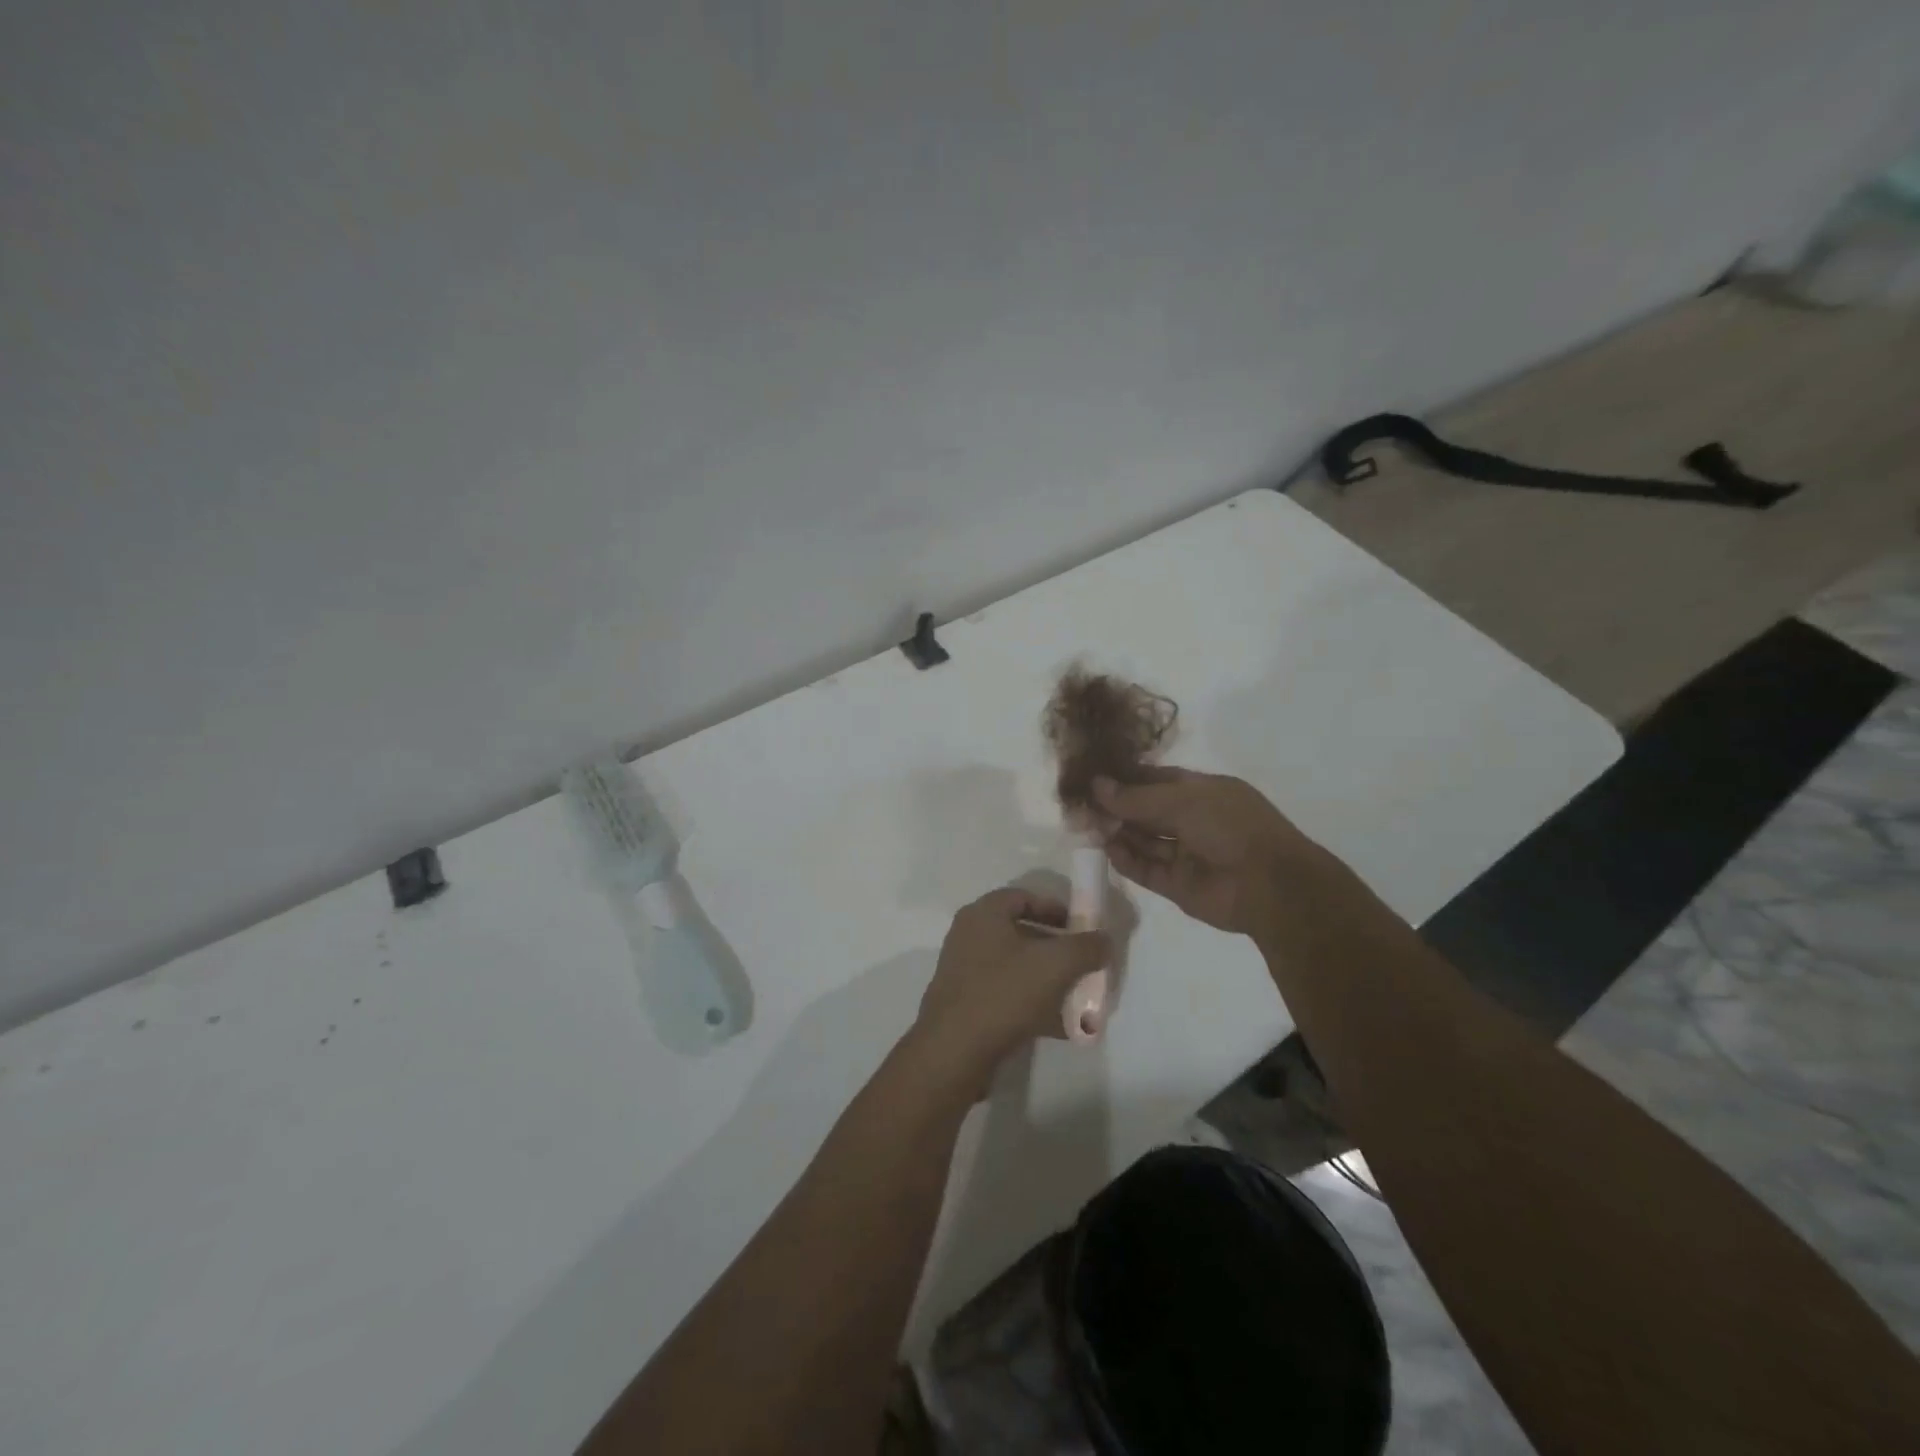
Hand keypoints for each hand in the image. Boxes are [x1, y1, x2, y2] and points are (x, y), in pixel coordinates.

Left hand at [909, 888, 1109, 1090]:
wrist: (954, 1052)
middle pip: (1022, 933)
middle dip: (1057, 949)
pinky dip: (1035, 1005)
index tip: (1082, 928)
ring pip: (1017, 968)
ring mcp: (965, 972)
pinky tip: (1062, 1027)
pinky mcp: (967, 1005)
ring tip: (1080, 998)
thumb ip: (1086, 947)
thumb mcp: (1056, 964)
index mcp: (984, 915)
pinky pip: (1008, 997)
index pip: (1024, 897)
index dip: (1056, 909)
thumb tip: (1105, 939)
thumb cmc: (1004, 993)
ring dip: (1049, 980)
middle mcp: (970, 937)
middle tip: (1085, 964)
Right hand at [1094, 767, 1324, 935]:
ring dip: (1118, 833)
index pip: (1156, 779)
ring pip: (1144, 841)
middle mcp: (1193, 821)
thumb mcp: (1182, 800)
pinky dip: (1126, 861)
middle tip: (1082, 803)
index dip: (1126, 777)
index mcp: (1203, 792)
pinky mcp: (1178, 885)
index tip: (1093, 775)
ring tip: (1086, 825)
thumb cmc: (1230, 827)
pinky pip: (1146, 869)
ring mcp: (1186, 854)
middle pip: (1147, 811)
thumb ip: (1136, 797)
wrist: (1268, 886)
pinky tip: (1106, 849)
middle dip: (1117, 806)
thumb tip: (1096, 785)